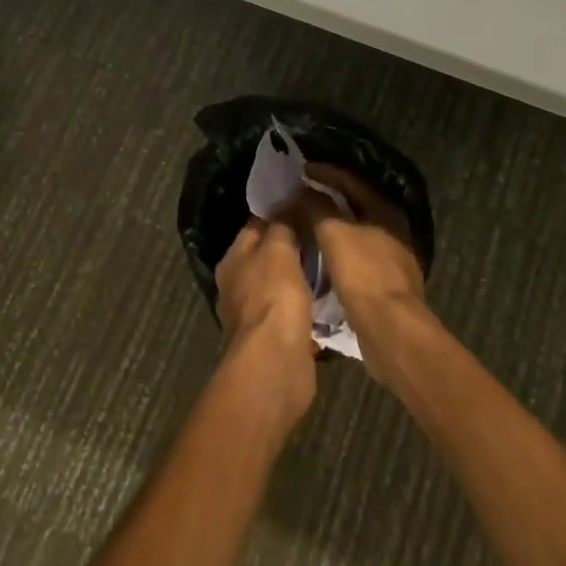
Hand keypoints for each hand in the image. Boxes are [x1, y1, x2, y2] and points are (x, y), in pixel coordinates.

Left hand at [214, 218, 316, 429]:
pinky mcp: (276, 337)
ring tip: (333, 259)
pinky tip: (331, 295)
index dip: (281, 212)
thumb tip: (288, 203)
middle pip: (269, 255)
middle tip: (325, 230)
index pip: (256, 225)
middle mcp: (238, 285)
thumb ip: (282, 225)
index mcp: (232, 260)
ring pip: (284, 284)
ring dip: (304, 276)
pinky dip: (309, 304)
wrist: (276, 363)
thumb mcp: (278, 249)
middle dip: (295, 244)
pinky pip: (295, 311)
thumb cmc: (273, 297)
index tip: (308, 202)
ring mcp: (256, 314)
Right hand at [300, 166, 431, 378]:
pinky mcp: (383, 283)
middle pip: (354, 205)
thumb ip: (317, 207)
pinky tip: (317, 255)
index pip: (351, 181)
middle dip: (326, 199)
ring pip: (353, 232)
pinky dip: (335, 251)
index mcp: (385, 210)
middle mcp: (392, 229)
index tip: (299, 170)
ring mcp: (390, 258)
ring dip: (329, 226)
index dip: (324, 173)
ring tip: (303, 223)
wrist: (391, 329)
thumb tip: (302, 189)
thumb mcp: (334, 233)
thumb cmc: (363, 273)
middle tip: (298, 195)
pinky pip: (353, 256)